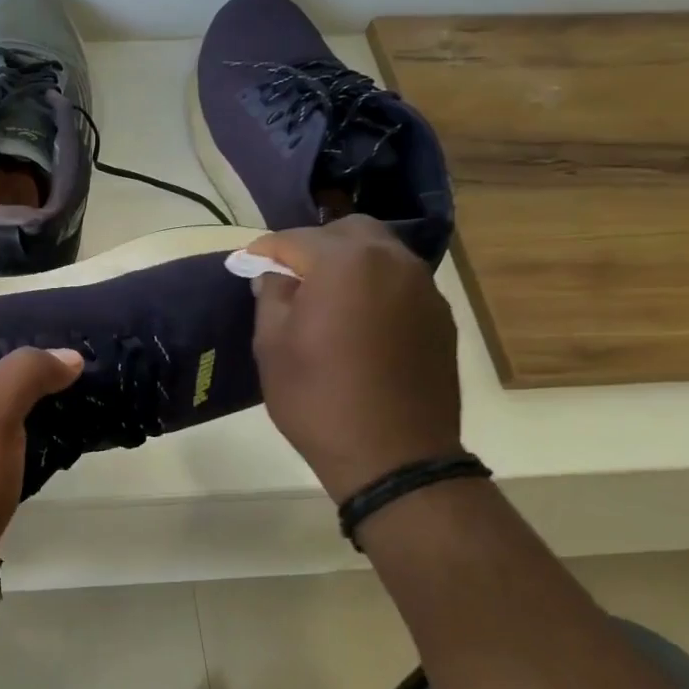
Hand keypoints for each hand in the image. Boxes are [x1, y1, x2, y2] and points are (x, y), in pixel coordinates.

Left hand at [0, 348, 84, 597]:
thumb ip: (28, 372)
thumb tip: (71, 357)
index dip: (30, 336)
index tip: (74, 338)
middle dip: (39, 370)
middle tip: (86, 365)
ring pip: (7, 405)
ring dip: (39, 401)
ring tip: (83, 389)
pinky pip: (9, 437)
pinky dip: (33, 432)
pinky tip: (62, 428)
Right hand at [249, 217, 462, 503]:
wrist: (394, 456)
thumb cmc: (318, 399)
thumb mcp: (272, 347)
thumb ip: (271, 296)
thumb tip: (275, 275)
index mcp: (344, 263)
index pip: (295, 238)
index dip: (265, 250)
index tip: (248, 265)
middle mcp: (391, 261)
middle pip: (348, 231)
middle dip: (314, 246)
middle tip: (290, 277)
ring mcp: (424, 288)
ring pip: (380, 254)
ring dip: (349, 264)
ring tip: (325, 299)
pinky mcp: (440, 317)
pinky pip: (400, 284)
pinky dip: (375, 288)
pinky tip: (359, 323)